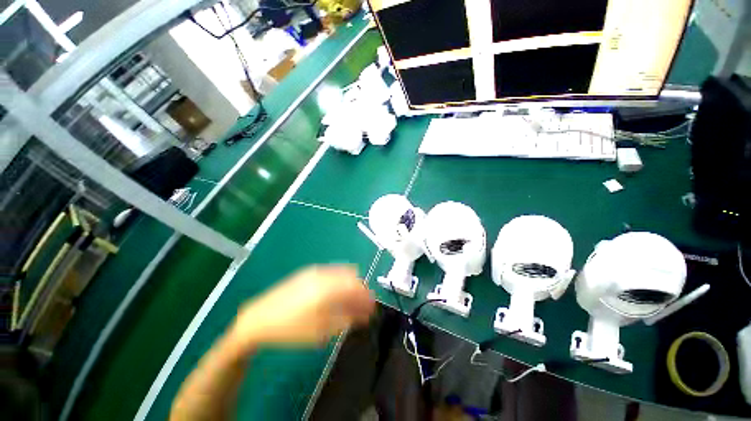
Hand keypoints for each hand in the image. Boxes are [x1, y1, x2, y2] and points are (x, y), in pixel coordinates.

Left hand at [228, 265, 374, 350]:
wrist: (259, 318)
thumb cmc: (290, 329)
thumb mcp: (320, 331)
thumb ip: (346, 319)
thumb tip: (364, 313)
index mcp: (327, 288)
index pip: (357, 286)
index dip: (367, 297)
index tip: (371, 308)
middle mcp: (324, 274)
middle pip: (352, 277)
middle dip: (360, 290)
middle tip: (362, 307)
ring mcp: (315, 271)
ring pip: (342, 273)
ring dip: (350, 285)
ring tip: (350, 302)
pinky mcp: (308, 272)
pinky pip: (332, 273)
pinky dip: (340, 282)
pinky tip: (336, 295)